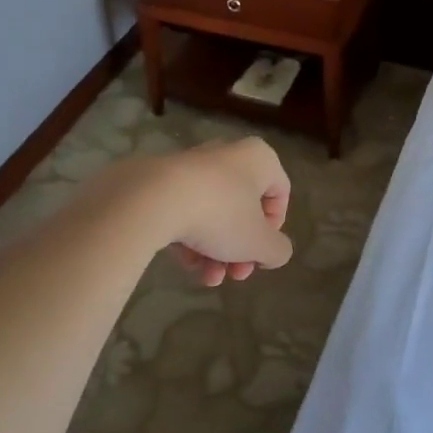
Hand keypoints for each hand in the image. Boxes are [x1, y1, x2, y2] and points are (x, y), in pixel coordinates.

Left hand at [148, 138, 293, 286]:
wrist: (152, 199)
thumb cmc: (220, 214)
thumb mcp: (259, 242)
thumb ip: (277, 250)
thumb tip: (274, 251)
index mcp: (258, 159)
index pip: (280, 193)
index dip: (275, 229)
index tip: (260, 252)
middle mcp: (228, 155)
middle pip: (243, 209)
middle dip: (241, 249)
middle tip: (234, 274)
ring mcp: (192, 166)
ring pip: (214, 213)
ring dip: (216, 251)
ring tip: (206, 278)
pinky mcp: (162, 180)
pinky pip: (186, 211)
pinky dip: (190, 238)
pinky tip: (186, 263)